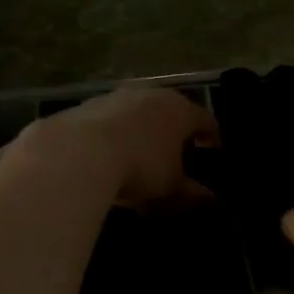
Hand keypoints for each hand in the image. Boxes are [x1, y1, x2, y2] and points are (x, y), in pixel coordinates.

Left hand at [14, 87, 218, 210]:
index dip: (213, 136)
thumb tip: (210, 198)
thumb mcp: (171, 187)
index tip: (216, 150)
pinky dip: (114, 137)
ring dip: (141, 132)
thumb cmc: (140, 166)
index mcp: (179, 110)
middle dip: (174, 132)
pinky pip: (108, 123)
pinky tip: (108, 158)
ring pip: (136, 115)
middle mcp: (150, 95)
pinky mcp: (85, 107)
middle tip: (178, 154)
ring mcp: (115, 97)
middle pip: (169, 112)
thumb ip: (192, 192)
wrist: (77, 153)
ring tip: (140, 157)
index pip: (205, 120)